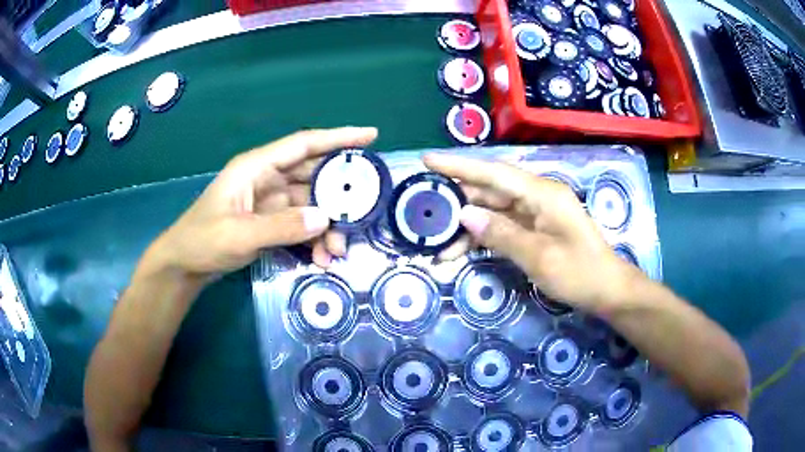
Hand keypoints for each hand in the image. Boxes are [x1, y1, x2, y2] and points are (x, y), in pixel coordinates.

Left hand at [147, 127, 377, 278]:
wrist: (184, 265)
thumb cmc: (203, 241)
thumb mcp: (239, 234)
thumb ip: (282, 227)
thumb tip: (326, 219)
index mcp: (256, 167)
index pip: (303, 144)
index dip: (337, 138)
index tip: (370, 136)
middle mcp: (266, 178)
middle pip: (312, 176)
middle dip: (337, 196)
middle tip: (362, 212)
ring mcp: (269, 201)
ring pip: (310, 205)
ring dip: (326, 226)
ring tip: (336, 252)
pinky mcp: (269, 221)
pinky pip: (300, 224)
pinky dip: (313, 239)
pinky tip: (320, 258)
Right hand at [424, 154, 638, 312]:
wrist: (607, 290)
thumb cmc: (579, 273)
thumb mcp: (539, 257)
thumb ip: (501, 233)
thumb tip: (464, 215)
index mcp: (541, 193)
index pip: (493, 173)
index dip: (458, 166)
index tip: (427, 160)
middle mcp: (536, 195)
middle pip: (489, 189)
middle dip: (456, 199)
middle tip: (423, 208)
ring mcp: (536, 212)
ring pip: (492, 210)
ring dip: (466, 225)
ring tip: (436, 242)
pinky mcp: (535, 228)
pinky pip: (502, 226)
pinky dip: (482, 236)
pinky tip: (459, 251)